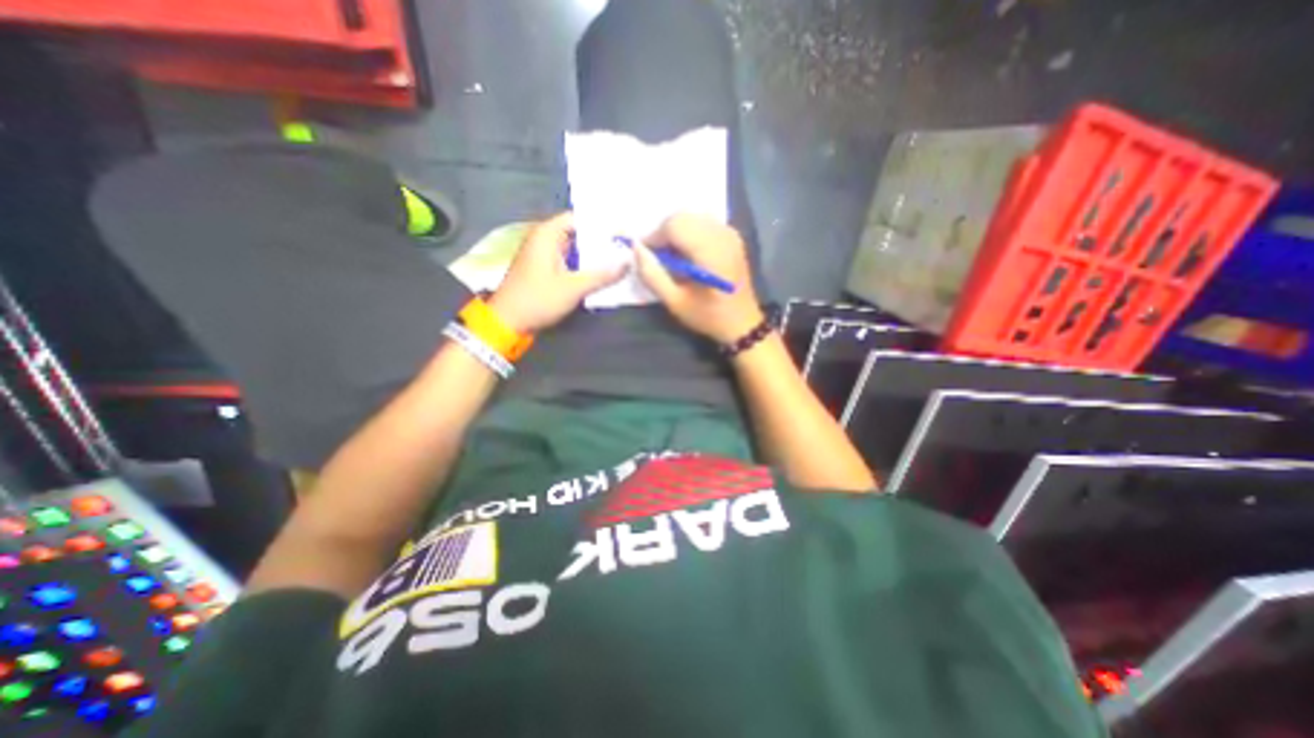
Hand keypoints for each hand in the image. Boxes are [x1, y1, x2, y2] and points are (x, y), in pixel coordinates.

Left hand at [486, 211, 623, 331]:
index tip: (623, 230)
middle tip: (626, 246)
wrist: (507, 322)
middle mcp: (544, 239)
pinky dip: (583, 265)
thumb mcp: (573, 288)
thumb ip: (602, 275)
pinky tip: (601, 273)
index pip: (578, 218)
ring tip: (619, 258)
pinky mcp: (544, 270)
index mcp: (547, 234)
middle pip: (577, 233)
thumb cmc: (538, 299)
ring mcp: (543, 255)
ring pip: (574, 249)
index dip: (601, 223)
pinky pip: (568, 261)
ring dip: (593, 255)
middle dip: (600, 241)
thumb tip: (628, 263)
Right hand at [630, 211, 765, 343]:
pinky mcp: (732, 236)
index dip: (654, 236)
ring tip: (672, 256)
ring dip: (676, 232)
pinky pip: (703, 222)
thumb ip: (653, 275)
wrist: (742, 322)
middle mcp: (722, 236)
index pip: (675, 225)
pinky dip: (689, 232)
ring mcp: (730, 233)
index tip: (646, 255)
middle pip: (683, 217)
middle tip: (658, 256)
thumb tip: (636, 249)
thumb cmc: (708, 316)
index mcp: (710, 253)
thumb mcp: (675, 303)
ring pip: (692, 216)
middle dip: (664, 233)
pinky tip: (688, 253)